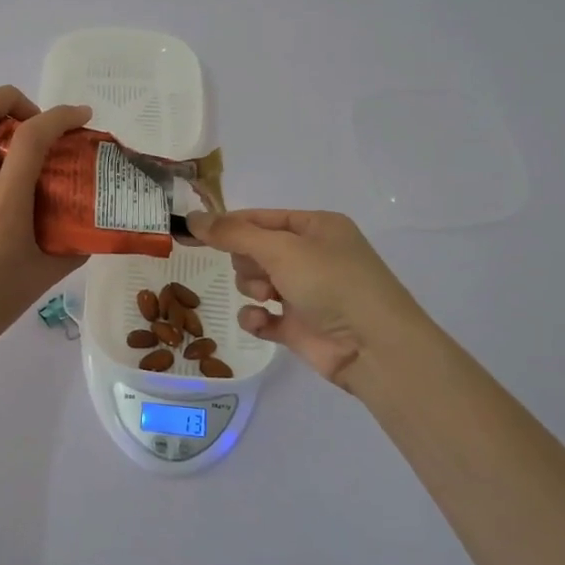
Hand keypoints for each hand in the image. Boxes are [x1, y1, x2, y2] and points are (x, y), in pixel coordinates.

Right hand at [185, 209, 443, 395]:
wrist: (373, 347)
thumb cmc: (331, 283)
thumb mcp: (280, 249)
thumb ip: (232, 234)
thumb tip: (192, 217)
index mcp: (316, 227)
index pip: (261, 218)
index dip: (230, 225)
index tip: (196, 232)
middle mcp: (312, 255)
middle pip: (255, 250)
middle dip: (248, 262)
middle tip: (261, 272)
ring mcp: (306, 292)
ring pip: (255, 282)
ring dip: (253, 289)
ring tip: (268, 298)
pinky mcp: (299, 325)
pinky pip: (262, 315)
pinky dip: (257, 318)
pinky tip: (261, 322)